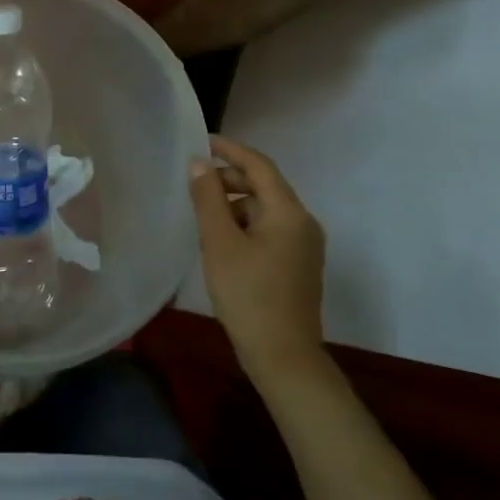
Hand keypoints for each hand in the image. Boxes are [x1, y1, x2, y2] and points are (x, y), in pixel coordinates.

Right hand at [189, 136, 328, 379]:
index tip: (202, 141)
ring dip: (235, 204)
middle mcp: (303, 222)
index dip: (230, 150)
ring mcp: (304, 246)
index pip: (259, 165)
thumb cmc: (249, 296)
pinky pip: (270, 229)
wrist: (284, 359)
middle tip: (195, 182)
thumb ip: (208, 199)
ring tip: (203, 214)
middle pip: (264, 186)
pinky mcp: (298, 265)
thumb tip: (200, 163)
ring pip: (266, 209)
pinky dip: (245, 224)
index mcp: (288, 212)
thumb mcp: (219, 243)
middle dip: (230, 179)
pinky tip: (221, 240)